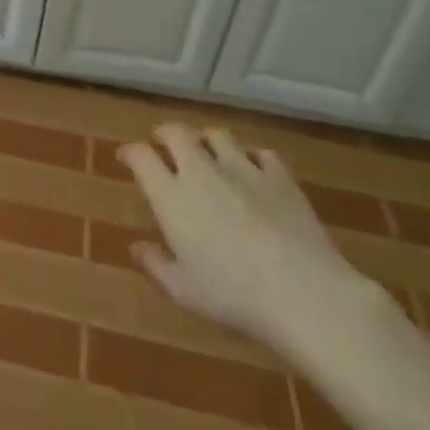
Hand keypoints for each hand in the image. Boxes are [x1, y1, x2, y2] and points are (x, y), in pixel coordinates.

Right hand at [119, 124, 381, 361]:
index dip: (130, 152)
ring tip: (208, 153)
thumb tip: (137, 246)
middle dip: (165, 134)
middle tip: (163, 144)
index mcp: (172, 196)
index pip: (141, 156)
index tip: (127, 157)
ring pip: (217, 135)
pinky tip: (254, 172)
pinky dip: (251, 158)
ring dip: (206, 141)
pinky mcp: (279, 176)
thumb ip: (156, 265)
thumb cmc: (234, 297)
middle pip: (177, 133)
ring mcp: (243, 169)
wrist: (303, 293)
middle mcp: (202, 171)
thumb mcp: (185, 291)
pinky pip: (260, 153)